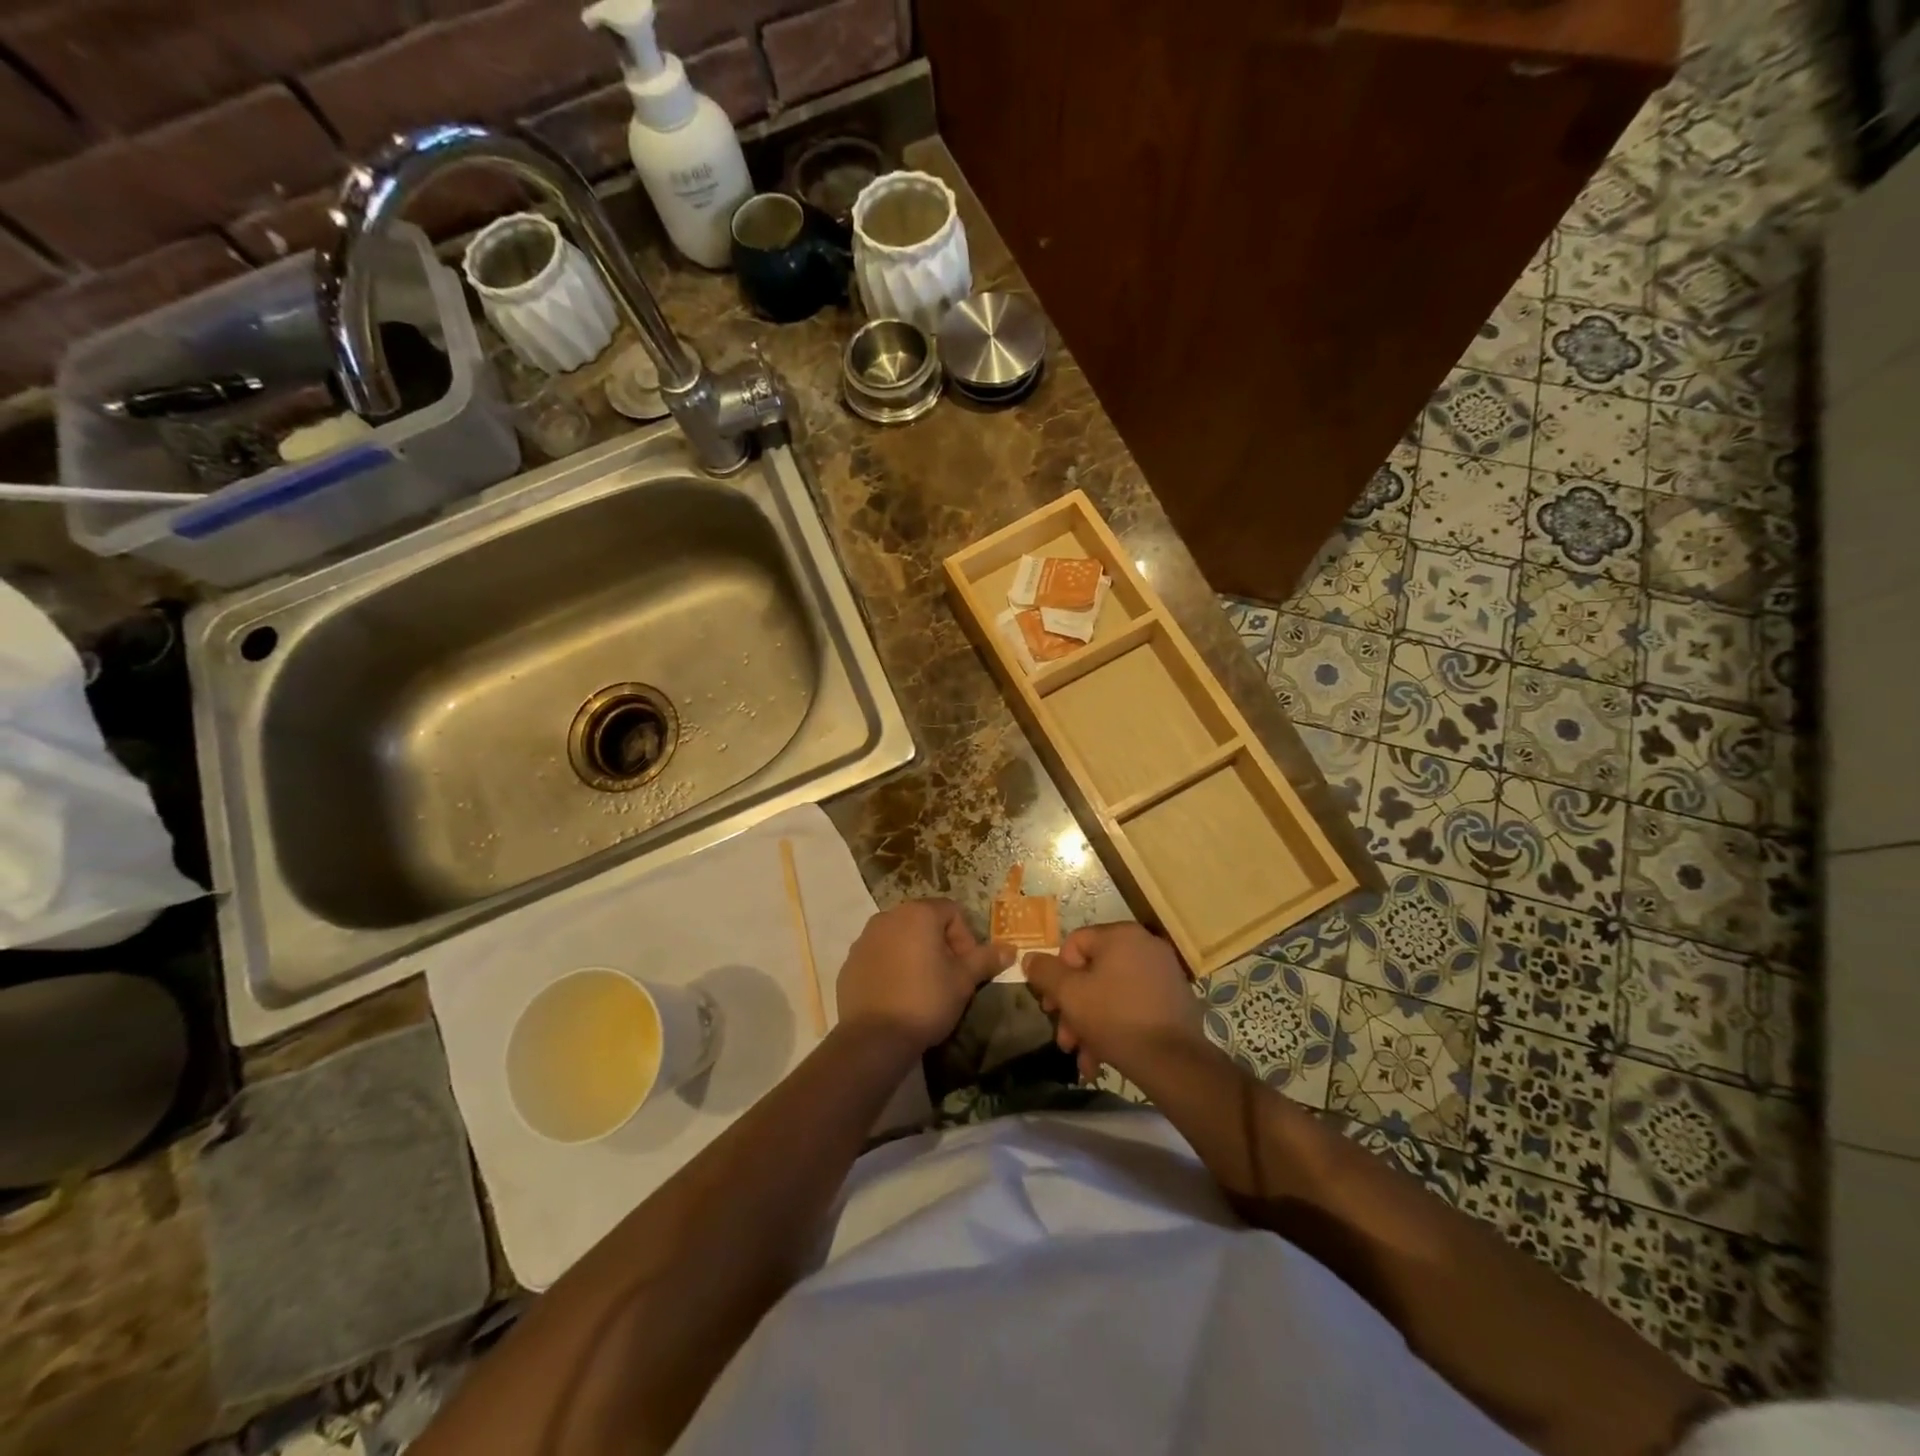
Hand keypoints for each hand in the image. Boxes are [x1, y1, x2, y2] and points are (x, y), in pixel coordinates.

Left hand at [835, 899, 1012, 1051]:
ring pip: (900, 938)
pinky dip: (892, 967)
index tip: (967, 968)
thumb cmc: (926, 1000)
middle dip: (941, 945)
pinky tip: (898, 996)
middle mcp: (888, 917)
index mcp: (917, 914)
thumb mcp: (963, 981)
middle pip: (924, 922)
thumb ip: (986, 960)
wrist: (874, 1038)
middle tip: (949, 978)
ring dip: (915, 955)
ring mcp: (864, 939)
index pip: (952, 911)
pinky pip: (879, 956)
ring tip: (923, 988)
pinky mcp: (849, 962)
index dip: (966, 938)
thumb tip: (1010, 949)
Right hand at [1024, 923, 1207, 1082]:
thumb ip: (1045, 972)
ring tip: (1082, 1058)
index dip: (1056, 975)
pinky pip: (1134, 1007)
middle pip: (1094, 972)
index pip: (1075, 944)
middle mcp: (1145, 947)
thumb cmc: (1114, 1018)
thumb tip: (1029, 958)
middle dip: (1074, 1008)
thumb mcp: (1069, 994)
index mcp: (1121, 935)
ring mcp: (1163, 974)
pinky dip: (1116, 1028)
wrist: (1173, 1062)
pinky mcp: (1174, 1002)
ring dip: (1090, 1025)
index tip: (1051, 1005)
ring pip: (1112, 995)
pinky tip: (1102, 1060)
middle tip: (1064, 1038)